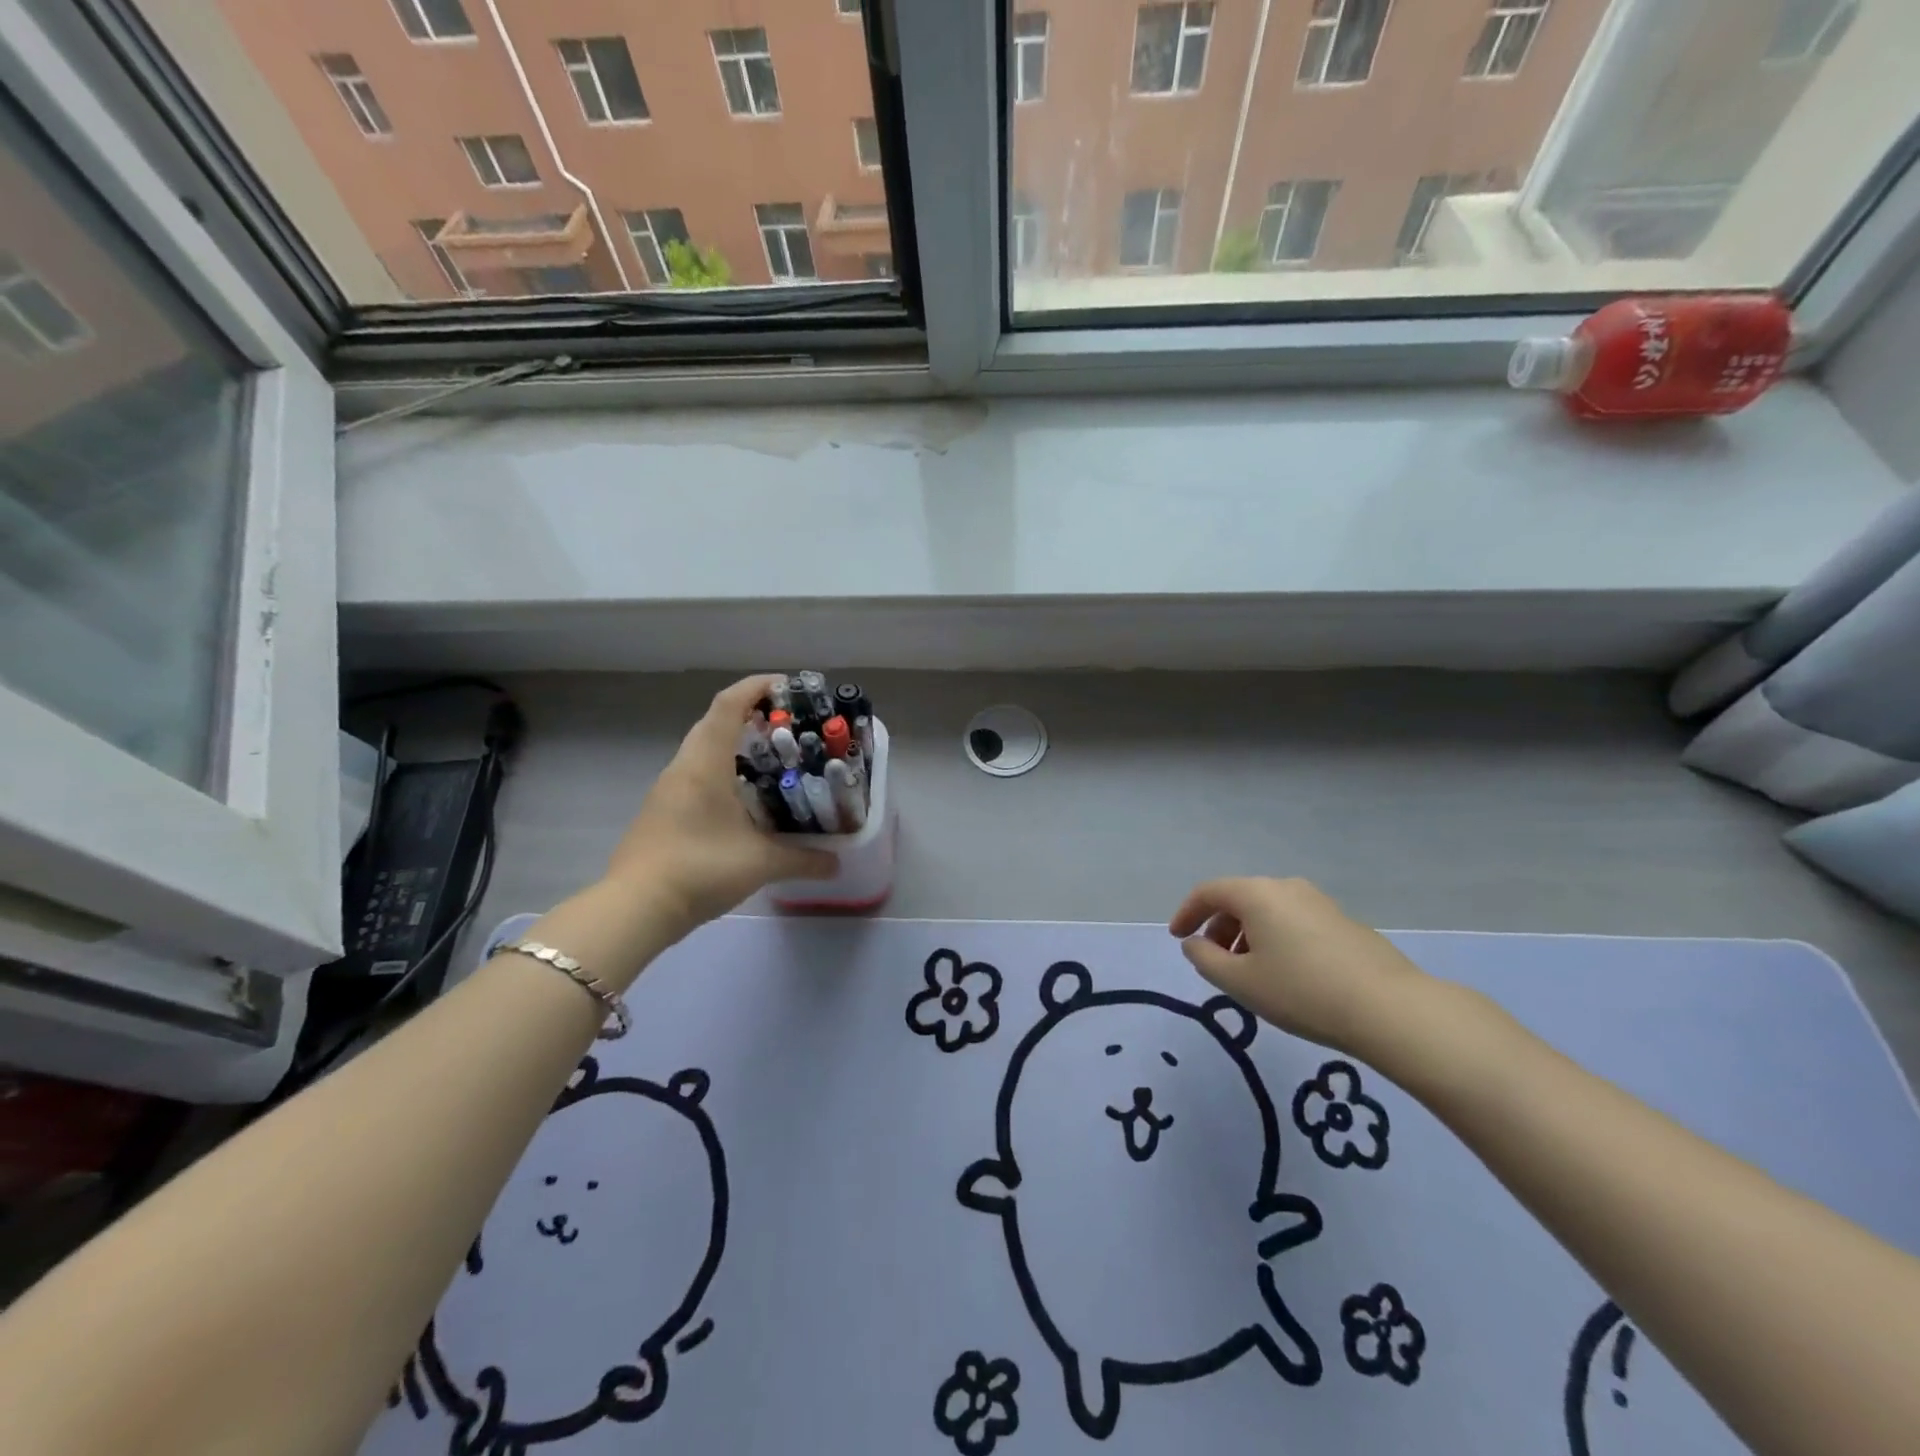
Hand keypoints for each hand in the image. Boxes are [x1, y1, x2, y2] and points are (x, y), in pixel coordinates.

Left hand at [606, 675, 835, 941]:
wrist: (636, 908)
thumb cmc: (700, 868)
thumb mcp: (760, 863)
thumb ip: (803, 860)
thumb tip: (837, 862)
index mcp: (705, 763)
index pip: (728, 705)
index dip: (756, 687)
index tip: (787, 686)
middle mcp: (684, 767)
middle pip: (715, 722)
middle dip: (750, 714)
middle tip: (788, 725)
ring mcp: (668, 789)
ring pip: (704, 749)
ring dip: (735, 744)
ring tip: (773, 759)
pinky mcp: (662, 811)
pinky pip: (696, 774)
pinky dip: (723, 771)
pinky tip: (745, 799)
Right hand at [1168, 877, 1431, 1056]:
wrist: (1389, 1009)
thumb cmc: (1302, 992)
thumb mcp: (1241, 983)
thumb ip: (1205, 960)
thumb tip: (1195, 943)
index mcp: (1256, 894)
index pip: (1208, 892)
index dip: (1186, 913)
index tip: (1177, 938)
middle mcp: (1286, 887)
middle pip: (1239, 898)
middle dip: (1218, 927)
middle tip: (1213, 961)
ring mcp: (1318, 902)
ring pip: (1268, 911)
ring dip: (1247, 935)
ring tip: (1248, 973)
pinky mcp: (1342, 921)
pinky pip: (1293, 921)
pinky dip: (1275, 939)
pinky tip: (1285, 974)